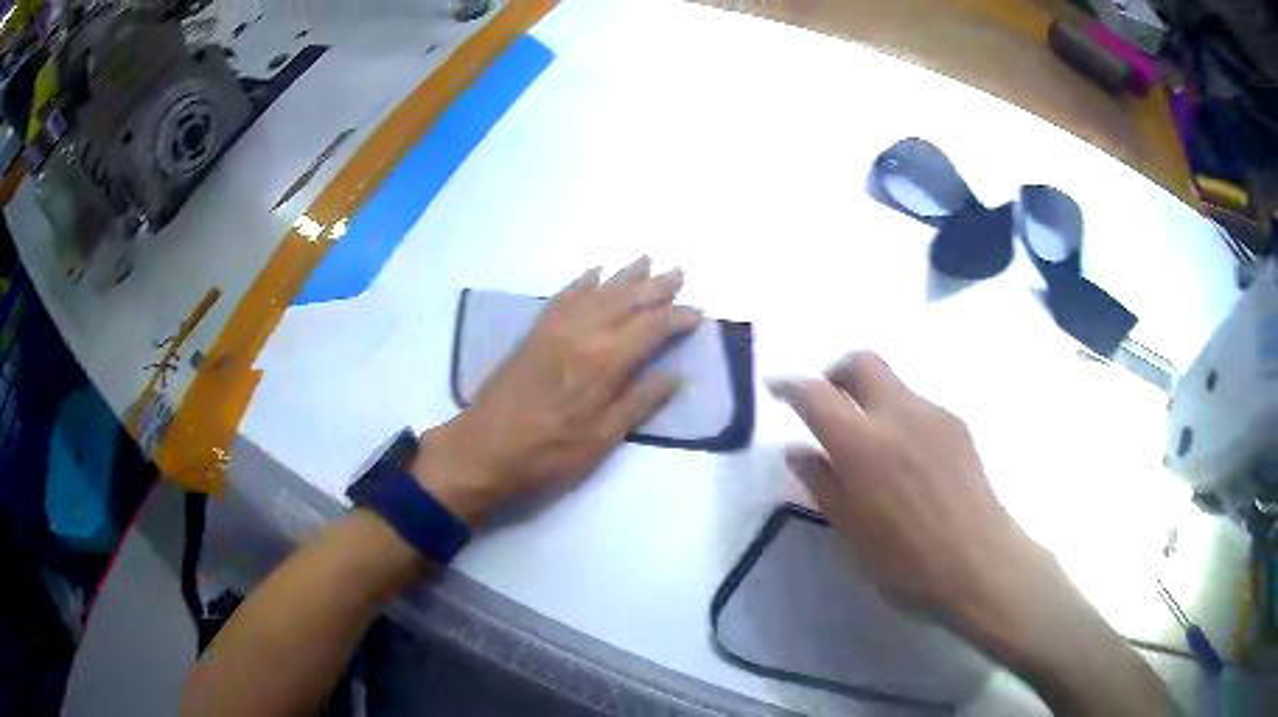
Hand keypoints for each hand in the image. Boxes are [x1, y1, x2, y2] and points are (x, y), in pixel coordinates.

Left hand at [414, 258, 700, 526]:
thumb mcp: (601, 440)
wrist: (483, 450)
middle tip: (679, 272)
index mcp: (604, 363)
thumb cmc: (547, 454)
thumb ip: (639, 403)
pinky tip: (594, 273)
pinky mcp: (534, 333)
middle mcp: (582, 334)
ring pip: (597, 292)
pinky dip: (582, 282)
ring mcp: (555, 330)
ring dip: (624, 275)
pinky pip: (563, 297)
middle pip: (626, 300)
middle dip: (656, 286)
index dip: (678, 317)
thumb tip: (675, 376)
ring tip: (646, 260)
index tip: (698, 314)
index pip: (651, 328)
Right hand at [771, 351, 1028, 621]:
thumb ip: (823, 485)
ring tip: (871, 445)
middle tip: (828, 402)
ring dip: (871, 398)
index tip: (777, 388)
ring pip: (893, 384)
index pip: (815, 394)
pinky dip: (900, 417)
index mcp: (862, 445)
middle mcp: (898, 414)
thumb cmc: (906, 563)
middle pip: (861, 362)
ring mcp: (934, 415)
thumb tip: (799, 452)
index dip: (790, 386)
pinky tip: (907, 460)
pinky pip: (919, 406)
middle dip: (836, 373)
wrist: (980, 564)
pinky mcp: (959, 426)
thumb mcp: (851, 533)